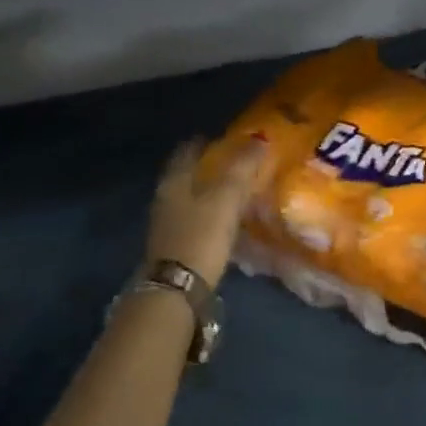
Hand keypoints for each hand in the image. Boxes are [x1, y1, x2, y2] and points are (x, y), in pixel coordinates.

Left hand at [146, 137, 269, 289]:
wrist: (177, 288)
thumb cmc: (201, 236)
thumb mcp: (226, 198)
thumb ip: (242, 168)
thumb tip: (259, 138)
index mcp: (174, 181)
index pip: (188, 150)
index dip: (206, 141)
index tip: (226, 137)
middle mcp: (166, 198)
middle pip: (188, 174)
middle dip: (210, 166)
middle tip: (238, 162)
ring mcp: (169, 224)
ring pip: (192, 197)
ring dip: (211, 191)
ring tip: (237, 190)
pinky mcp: (177, 245)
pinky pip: (197, 218)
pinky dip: (212, 213)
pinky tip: (228, 218)